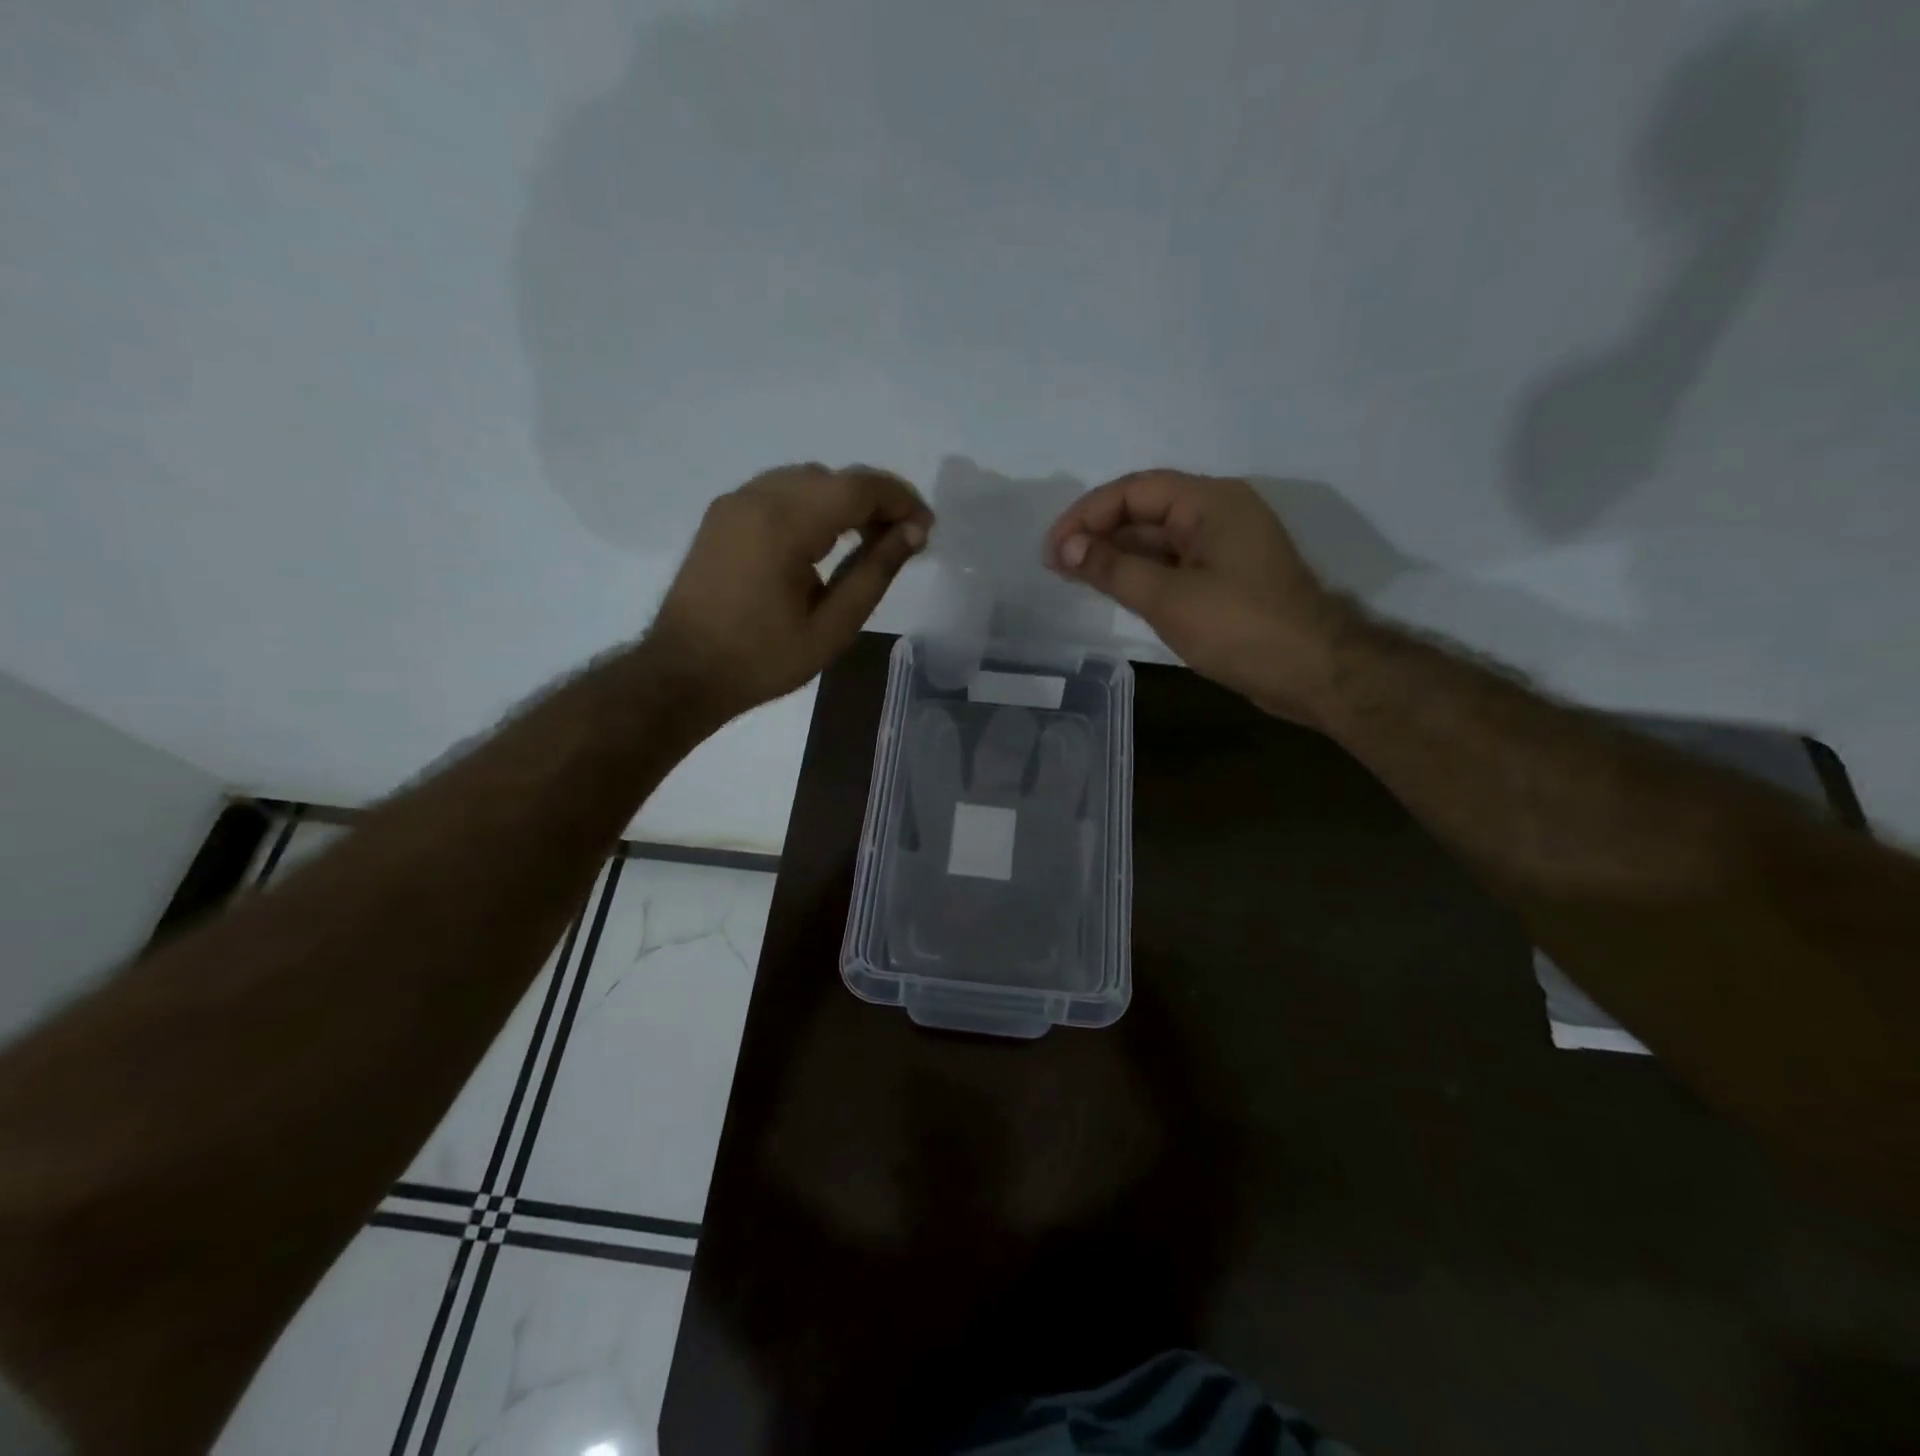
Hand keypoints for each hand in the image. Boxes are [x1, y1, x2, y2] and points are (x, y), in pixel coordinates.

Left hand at [654, 463, 931, 718]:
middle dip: (875, 500)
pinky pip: (779, 492)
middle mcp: (757, 498)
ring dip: (843, 501)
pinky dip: (812, 505)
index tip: (926, 528)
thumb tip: (913, 533)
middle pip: (833, 478)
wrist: (682, 673)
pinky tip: (823, 542)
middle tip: (902, 540)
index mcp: (784, 524)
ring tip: (868, 541)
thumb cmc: (762, 660)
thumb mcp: (831, 627)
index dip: (900, 500)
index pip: (858, 487)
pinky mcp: (722, 516)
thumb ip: (874, 573)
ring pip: (806, 481)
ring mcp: (734, 503)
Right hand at [1045, 469, 1351, 722]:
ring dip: (1116, 555)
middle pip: (1144, 510)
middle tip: (1056, 564)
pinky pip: (1172, 563)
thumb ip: (1113, 568)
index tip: (1053, 548)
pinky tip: (1112, 588)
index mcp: (1209, 501)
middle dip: (1098, 533)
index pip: (1134, 490)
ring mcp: (1223, 546)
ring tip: (1073, 576)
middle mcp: (1218, 513)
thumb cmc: (1240, 627)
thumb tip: (1066, 548)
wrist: (1313, 672)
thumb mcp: (1168, 597)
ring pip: (1157, 539)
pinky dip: (1140, 573)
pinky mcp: (1225, 577)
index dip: (1086, 514)